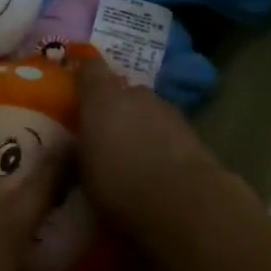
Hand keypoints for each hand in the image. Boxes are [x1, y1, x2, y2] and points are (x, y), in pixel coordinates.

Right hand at [76, 51, 230, 229]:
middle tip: (108, 134)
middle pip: (122, 91)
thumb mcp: (84, 173)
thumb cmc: (120, 185)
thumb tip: (79, 148)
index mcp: (102, 98)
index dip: (85, 75)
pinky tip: (159, 167)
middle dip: (116, 108)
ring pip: (147, 110)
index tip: (78, 89)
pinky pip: (167, 129)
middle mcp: (135, 94)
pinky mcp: (191, 130)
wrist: (185, 202)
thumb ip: (82, 150)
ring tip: (136, 155)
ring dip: (141, 125)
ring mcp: (166, 109)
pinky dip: (162, 141)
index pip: (90, 68)